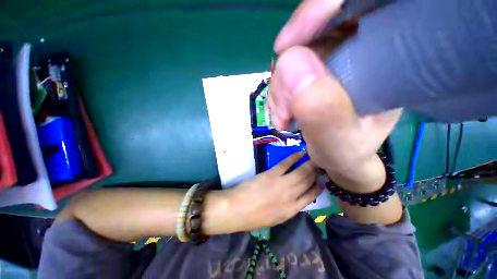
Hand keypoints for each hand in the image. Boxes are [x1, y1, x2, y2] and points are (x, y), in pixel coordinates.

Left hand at [219, 152, 321, 232]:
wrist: (237, 210)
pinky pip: (286, 164)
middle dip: (316, 172)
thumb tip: (295, 198)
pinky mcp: (272, 174)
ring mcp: (282, 184)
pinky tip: (300, 153)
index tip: (321, 180)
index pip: (311, 197)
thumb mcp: (274, 218)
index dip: (318, 187)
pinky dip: (294, 157)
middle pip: (308, 181)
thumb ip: (286, 208)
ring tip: (314, 157)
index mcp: (291, 211)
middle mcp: (291, 197)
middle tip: (320, 163)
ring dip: (309, 163)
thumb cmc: (253, 217)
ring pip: (301, 172)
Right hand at [269, 0, 401, 191]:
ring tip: (283, 118)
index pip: (357, 4)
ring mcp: (334, 59)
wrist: (339, 157)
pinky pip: (287, 71)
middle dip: (287, 72)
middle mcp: (362, 50)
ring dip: (280, 88)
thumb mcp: (338, 142)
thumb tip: (289, 63)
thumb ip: (321, 110)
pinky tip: (281, 112)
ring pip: (294, 55)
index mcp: (390, 58)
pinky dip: (278, 91)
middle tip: (284, 110)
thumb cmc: (346, 153)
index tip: (284, 46)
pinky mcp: (315, 70)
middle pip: (313, 33)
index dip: (317, 11)